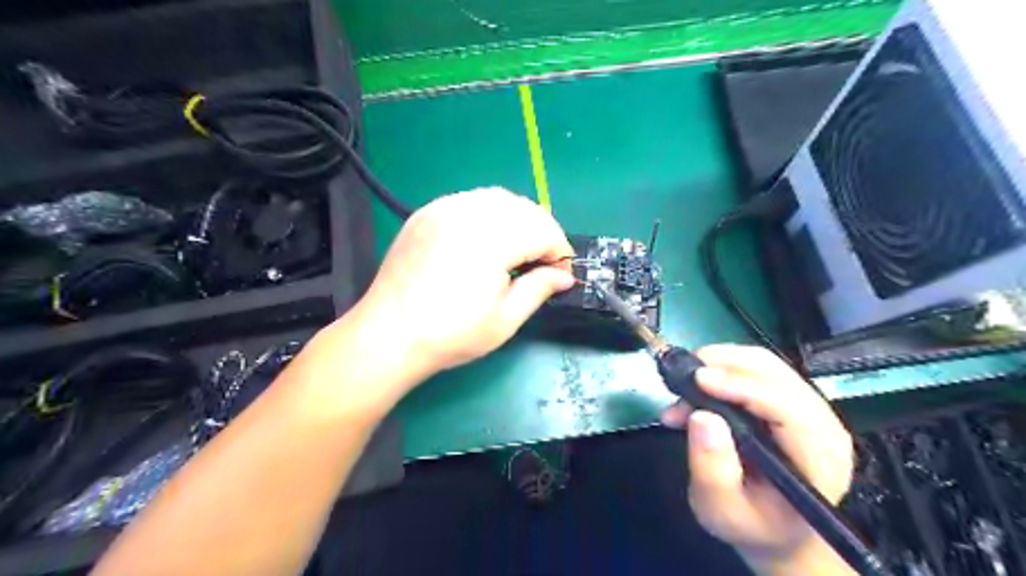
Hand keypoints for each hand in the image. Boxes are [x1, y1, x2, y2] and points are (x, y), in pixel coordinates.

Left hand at [358, 186, 576, 376]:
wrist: (389, 335)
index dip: (559, 251)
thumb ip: (539, 289)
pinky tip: (486, 239)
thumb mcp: (505, 320)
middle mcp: (468, 213)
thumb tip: (564, 276)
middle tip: (541, 264)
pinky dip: (489, 214)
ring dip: (518, 220)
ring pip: (498, 198)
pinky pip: (470, 200)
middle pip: (524, 208)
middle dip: (542, 232)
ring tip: (516, 250)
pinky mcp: (427, 212)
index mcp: (491, 240)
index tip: (560, 274)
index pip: (543, 230)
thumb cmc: (450, 334)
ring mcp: (443, 208)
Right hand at [662, 345, 855, 574]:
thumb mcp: (723, 510)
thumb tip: (701, 416)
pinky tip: (696, 388)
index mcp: (818, 457)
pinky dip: (721, 369)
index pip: (786, 405)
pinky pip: (755, 369)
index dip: (742, 386)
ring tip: (683, 384)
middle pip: (774, 372)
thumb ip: (712, 468)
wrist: (775, 532)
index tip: (699, 379)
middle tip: (681, 376)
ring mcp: (806, 407)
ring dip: (719, 363)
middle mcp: (821, 423)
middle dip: (723, 364)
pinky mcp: (787, 399)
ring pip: (763, 363)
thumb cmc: (752, 525)